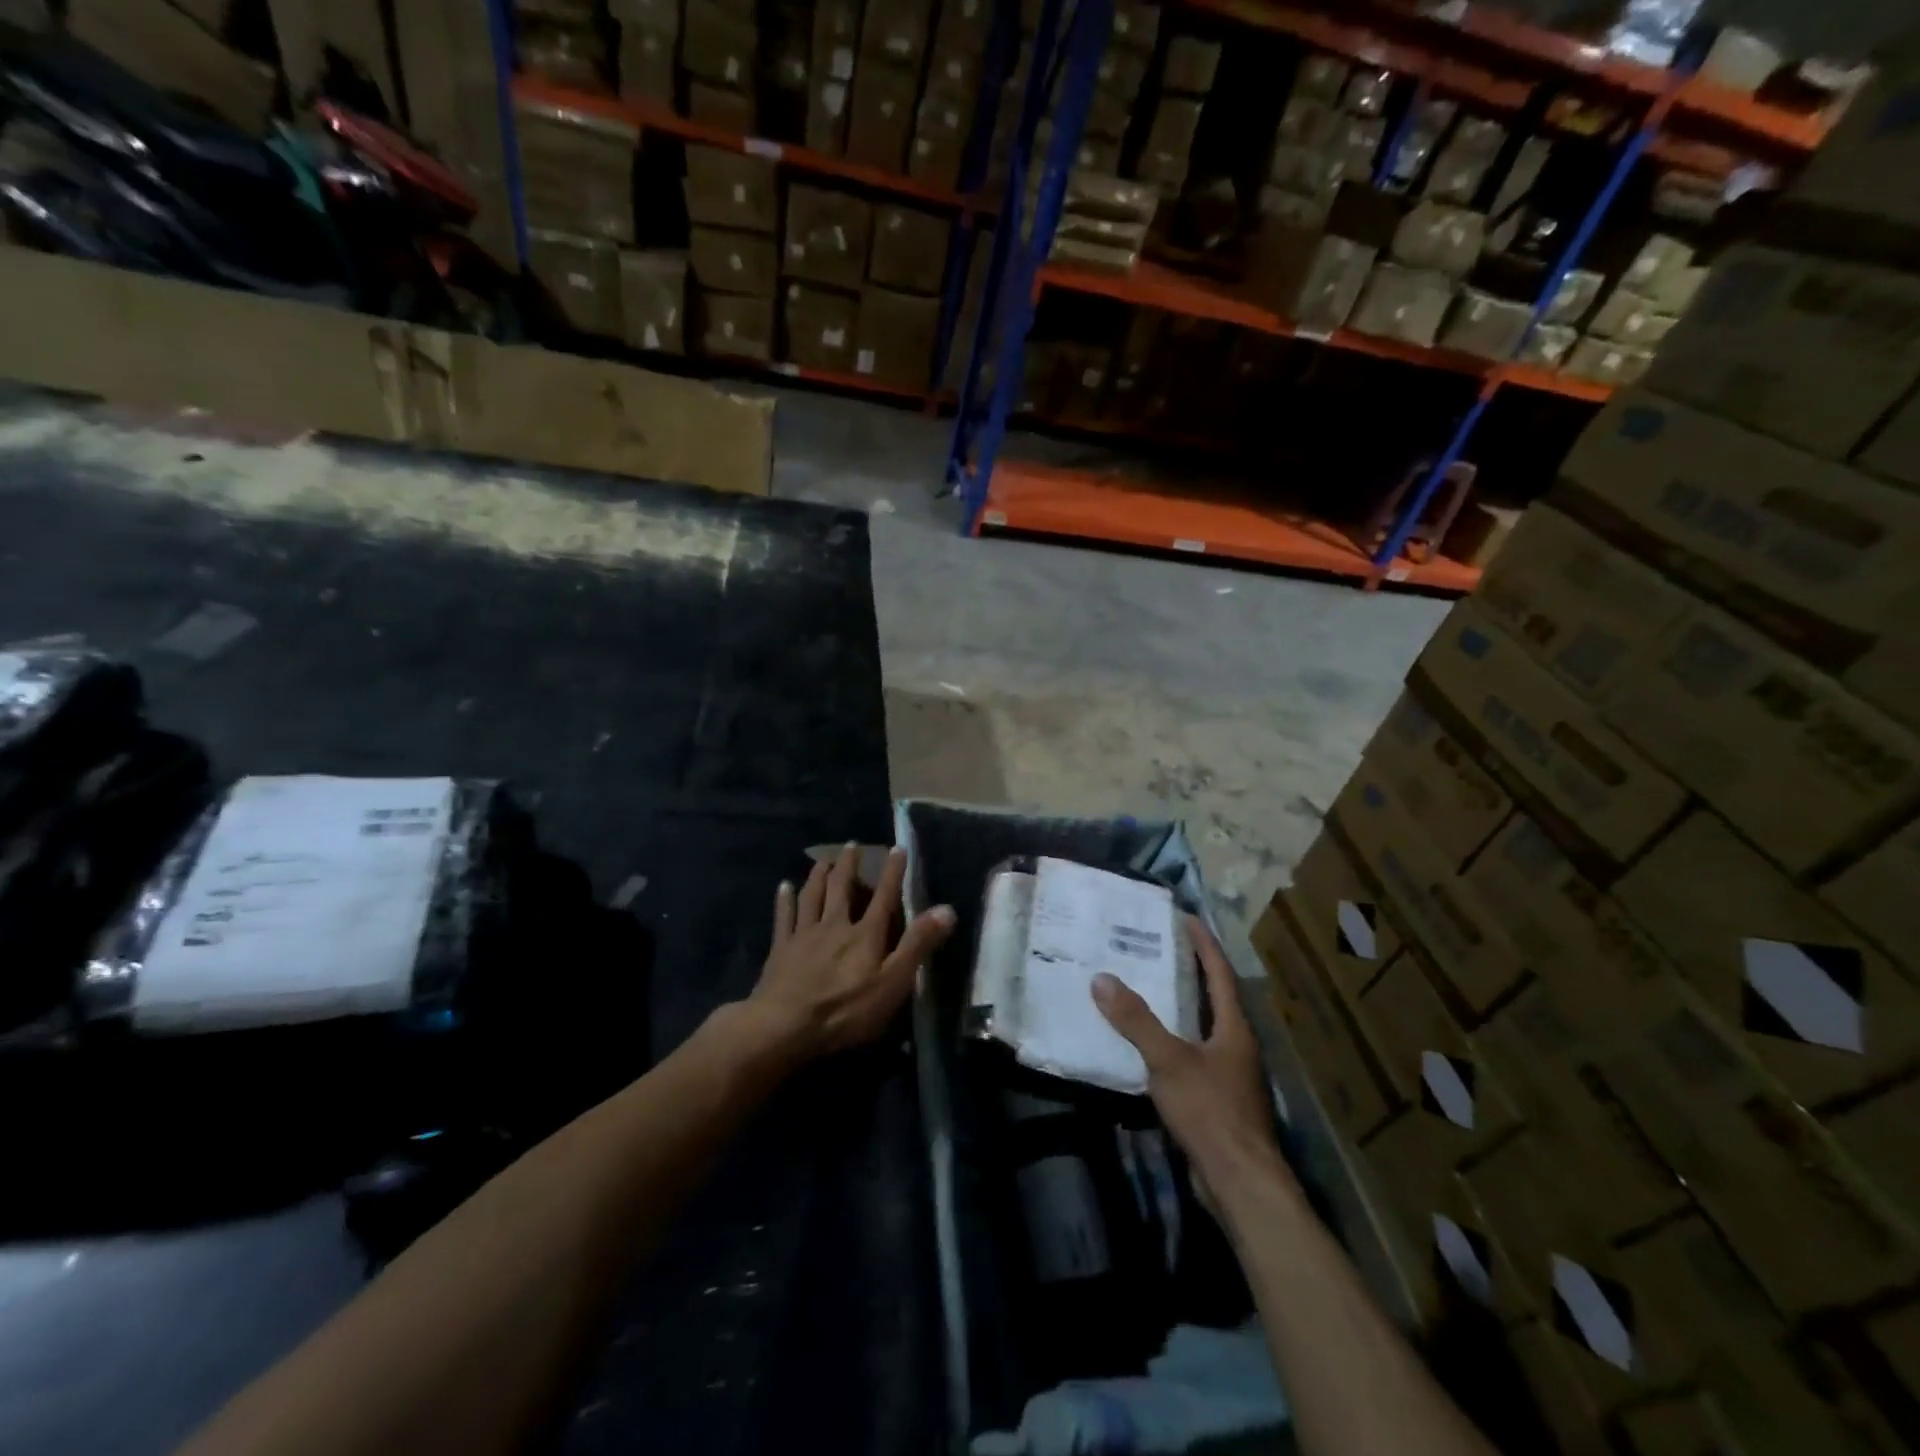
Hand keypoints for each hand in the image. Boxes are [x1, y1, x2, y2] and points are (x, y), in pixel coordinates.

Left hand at [748, 843, 955, 1062]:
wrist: (785, 1025)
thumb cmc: (846, 1009)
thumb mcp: (892, 982)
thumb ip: (918, 945)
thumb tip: (946, 909)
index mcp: (865, 934)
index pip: (884, 897)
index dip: (893, 873)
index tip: (898, 848)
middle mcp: (835, 925)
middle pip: (842, 888)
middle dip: (849, 865)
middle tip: (852, 844)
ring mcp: (805, 935)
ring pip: (812, 896)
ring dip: (818, 876)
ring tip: (822, 861)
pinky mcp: (781, 949)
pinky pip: (783, 917)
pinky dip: (784, 900)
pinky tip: (783, 886)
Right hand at [1092, 918, 1281, 1190]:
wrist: (1240, 1182)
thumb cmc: (1211, 1111)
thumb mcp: (1168, 1060)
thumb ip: (1136, 1021)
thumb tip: (1102, 979)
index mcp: (1234, 1028)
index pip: (1220, 973)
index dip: (1203, 944)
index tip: (1185, 918)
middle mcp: (1237, 1045)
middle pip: (1214, 997)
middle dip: (1190, 971)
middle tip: (1158, 947)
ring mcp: (1230, 1075)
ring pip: (1203, 1028)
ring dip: (1181, 1006)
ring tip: (1148, 988)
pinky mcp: (1218, 1100)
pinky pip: (1193, 1055)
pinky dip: (1173, 1040)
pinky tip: (1148, 1044)